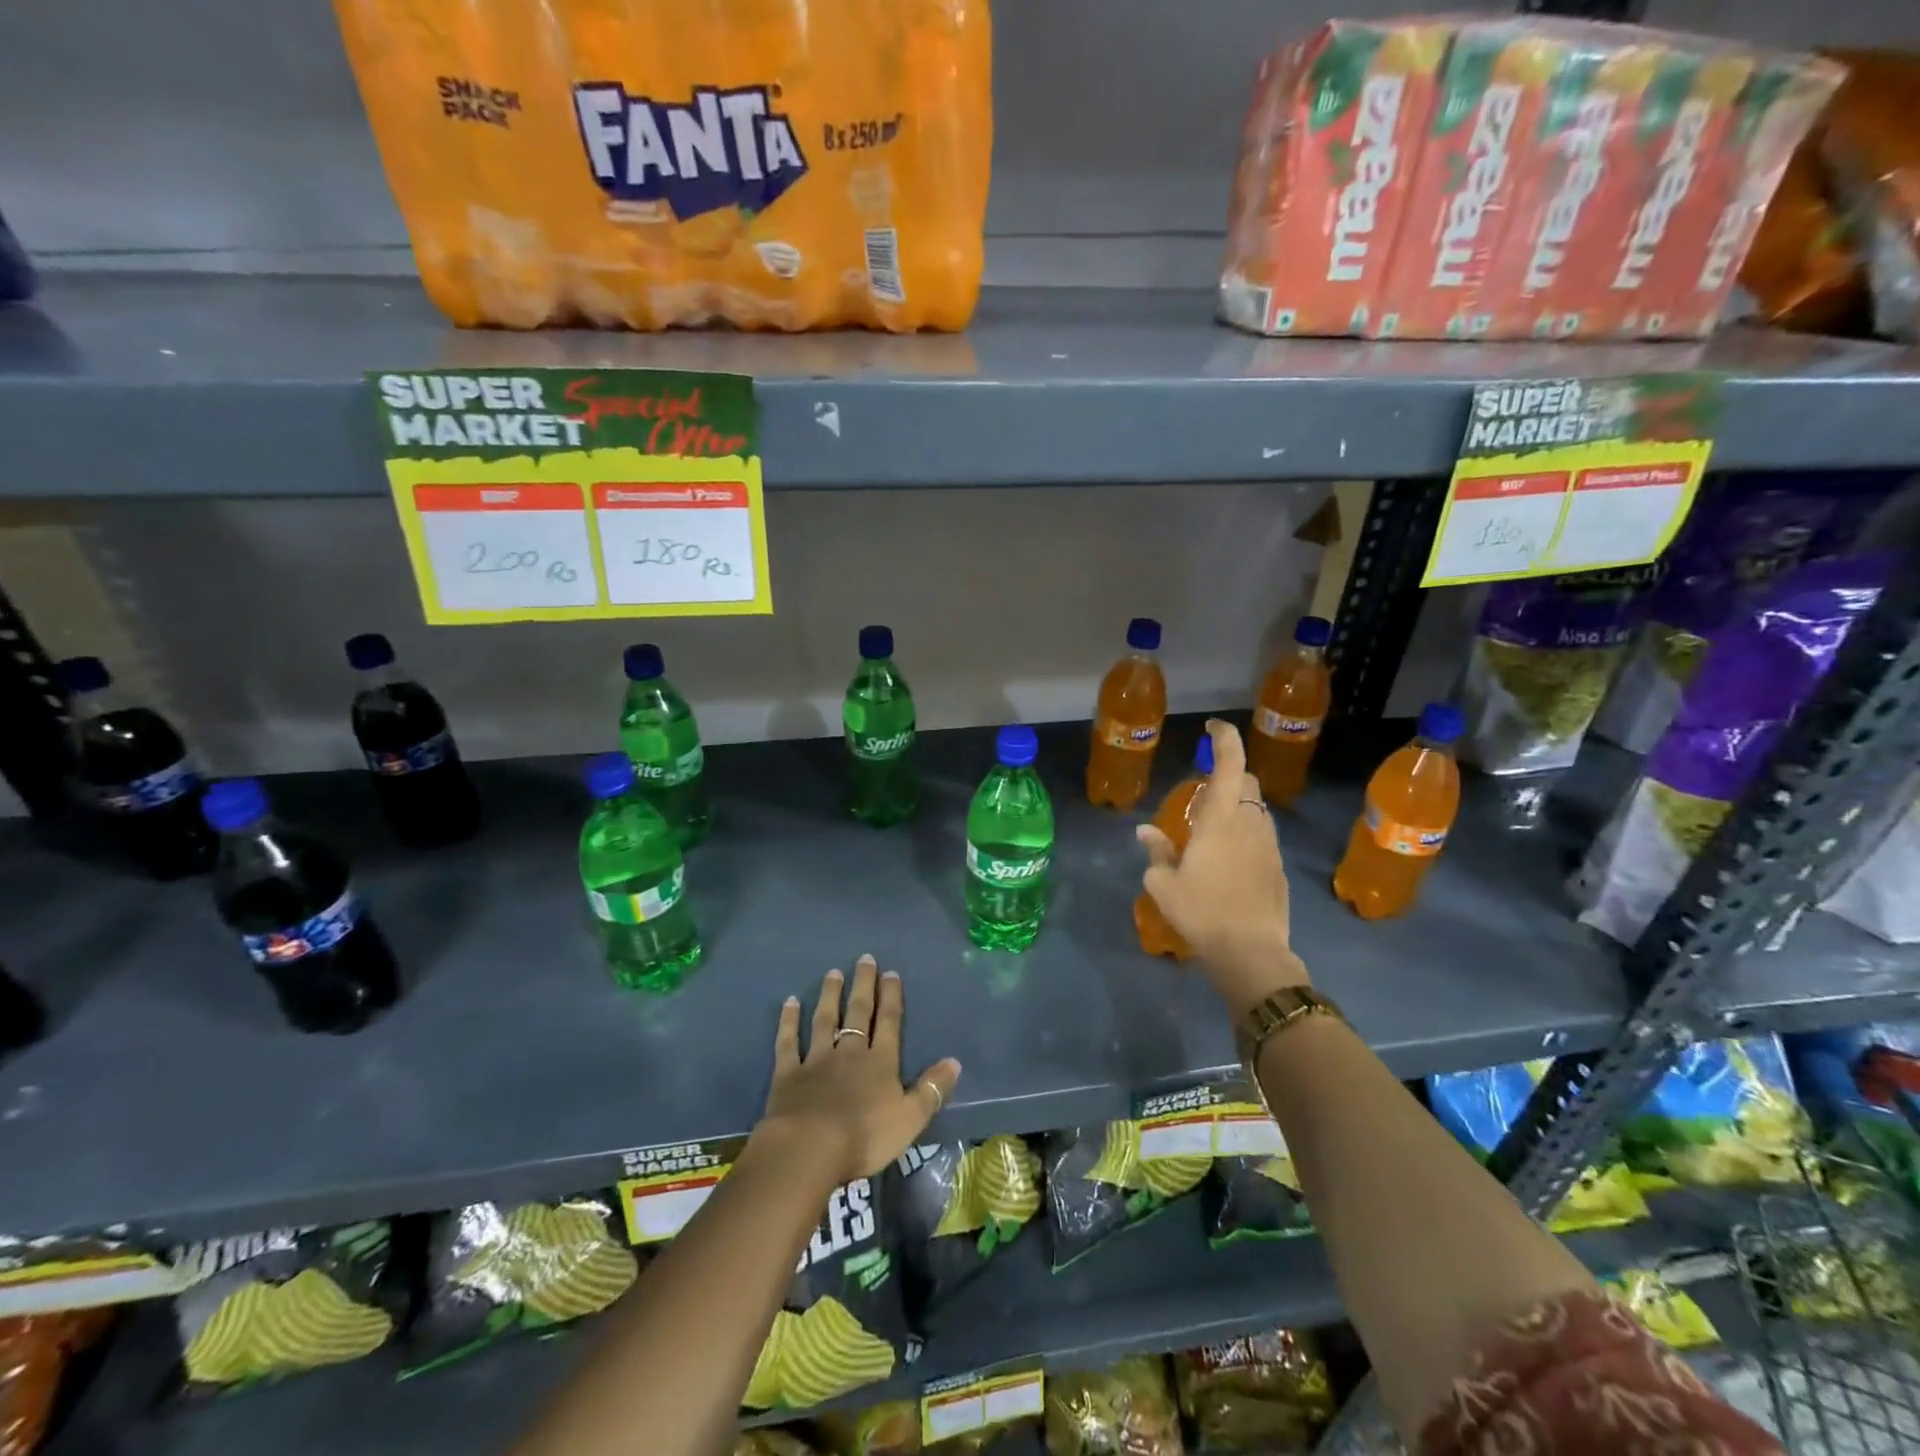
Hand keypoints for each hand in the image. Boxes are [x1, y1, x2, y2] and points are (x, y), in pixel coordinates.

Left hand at [752, 955, 962, 1188]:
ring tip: (833, 973)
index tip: (890, 973)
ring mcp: (816, 1060)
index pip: (889, 1022)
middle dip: (864, 985)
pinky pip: (788, 1042)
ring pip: (825, 1020)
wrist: (809, 1149)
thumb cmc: (864, 1137)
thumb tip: (954, 1061)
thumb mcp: (910, 1119)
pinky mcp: (788, 1073)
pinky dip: (788, 1022)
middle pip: (859, 1013)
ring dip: (830, 996)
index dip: (891, 997)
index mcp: (880, 1063)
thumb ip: (932, 1089)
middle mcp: (849, 1052)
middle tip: (864, 959)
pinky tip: (790, 1003)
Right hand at [1138, 719, 1309, 1016]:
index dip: (1225, 738)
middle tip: (1202, 790)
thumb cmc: (1201, 911)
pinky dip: (1246, 831)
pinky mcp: (1278, 867)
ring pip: (1257, 809)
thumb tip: (1145, 831)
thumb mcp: (1163, 883)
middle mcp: (1250, 823)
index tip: (1214, 726)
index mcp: (1221, 818)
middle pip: (1247, 782)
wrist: (1251, 952)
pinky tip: (1228, 857)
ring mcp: (1269, 845)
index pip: (1230, 763)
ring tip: (1213, 825)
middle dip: (1229, 774)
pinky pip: (1262, 835)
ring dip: (1238, 805)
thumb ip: (1156, 851)